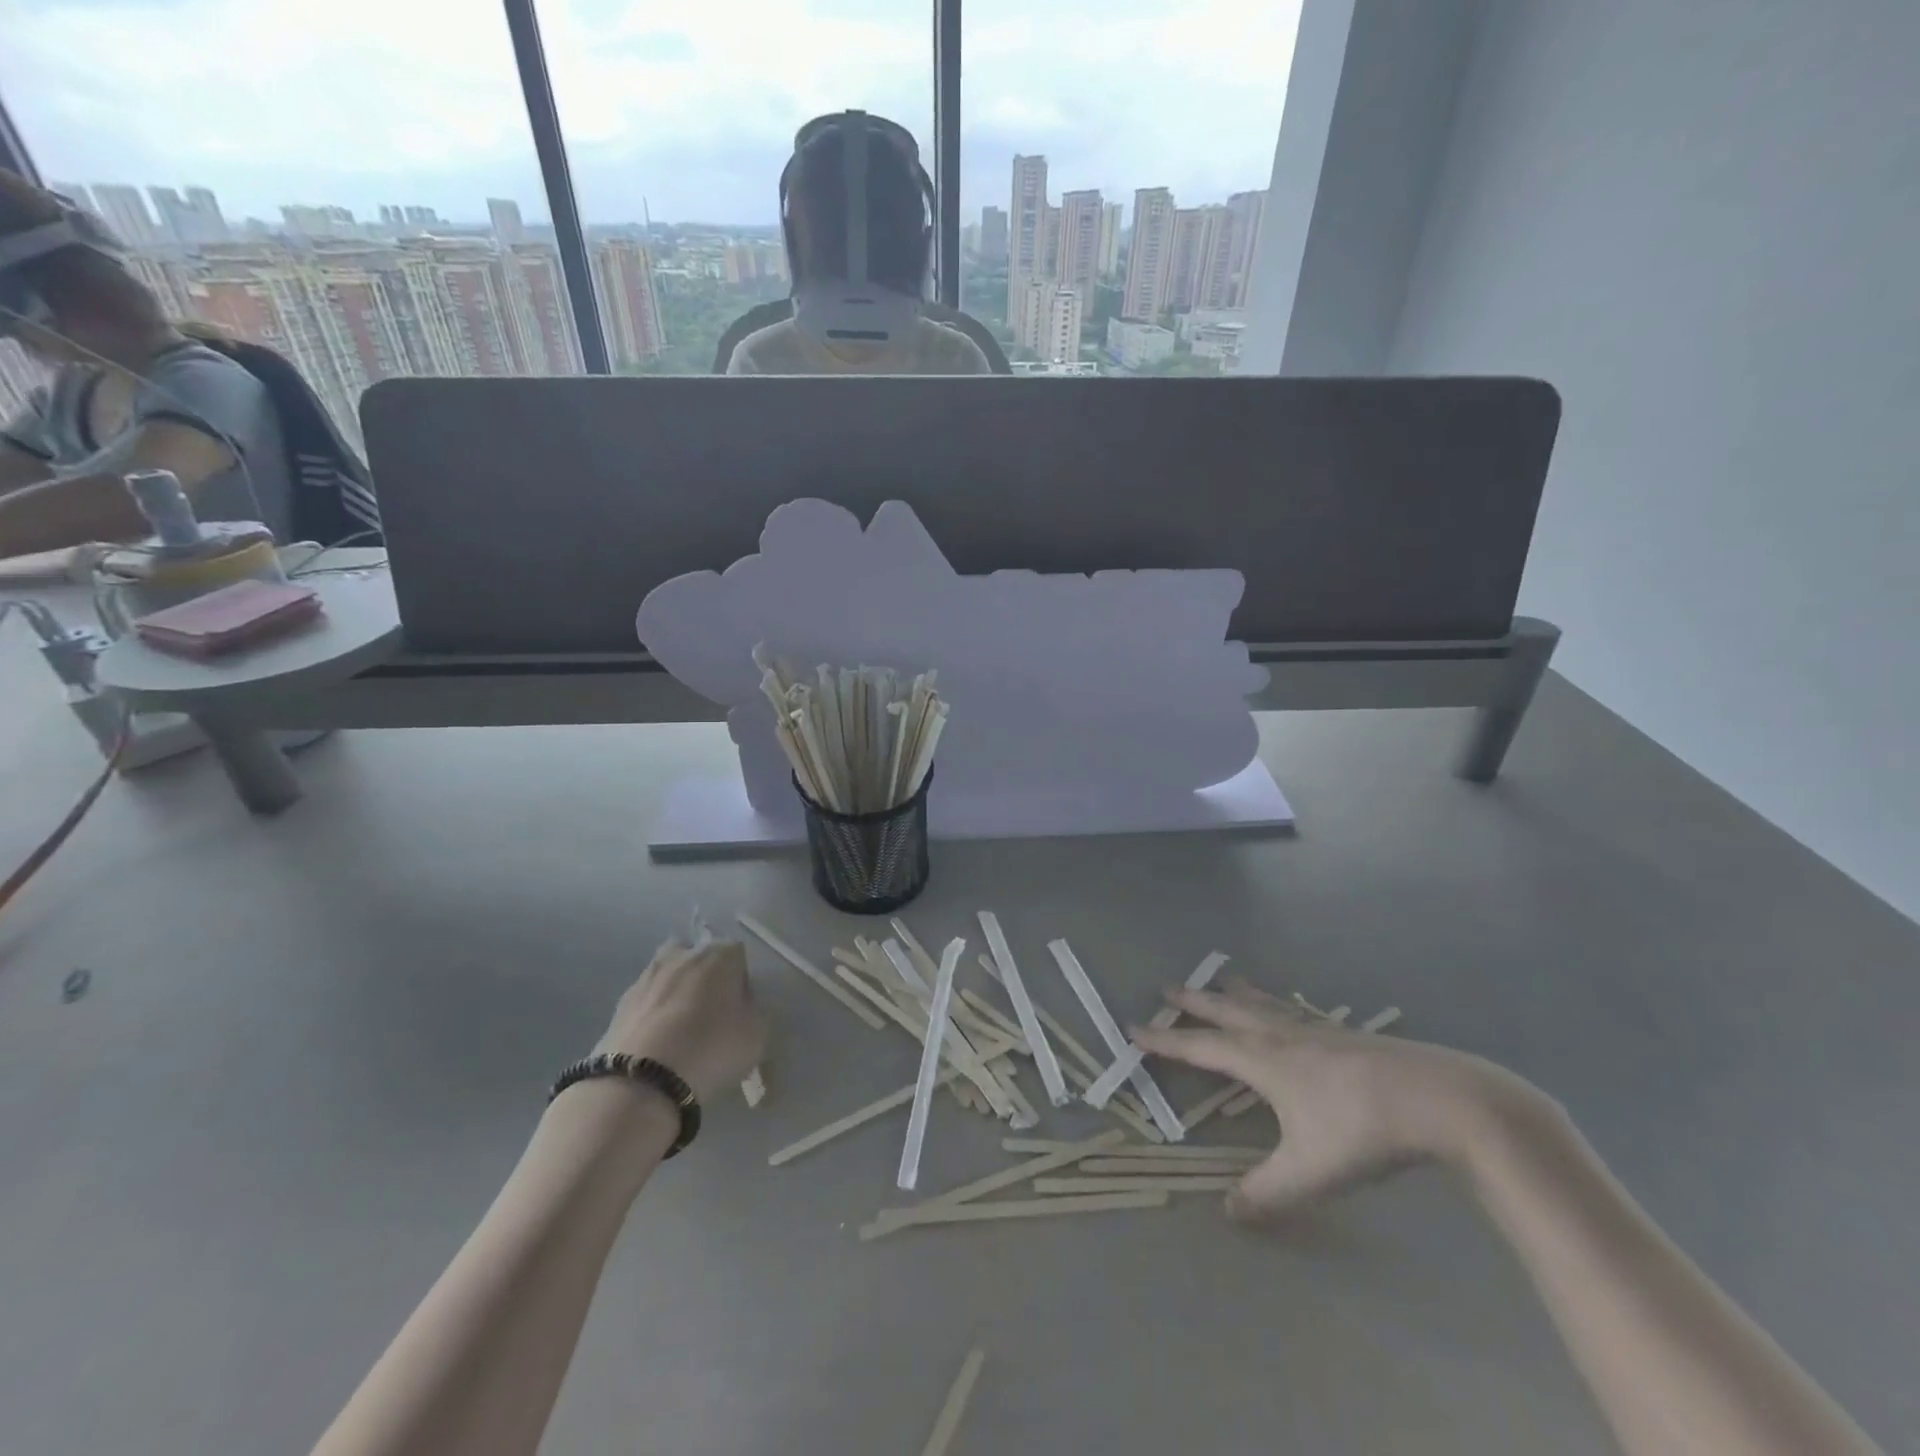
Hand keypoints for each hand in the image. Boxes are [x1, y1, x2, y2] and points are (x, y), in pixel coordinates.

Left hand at [595, 937, 767, 1104]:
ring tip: (681, 1034)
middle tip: (710, 1016)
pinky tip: (658, 1046)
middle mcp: (682, 955)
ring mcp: (646, 977)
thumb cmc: (712, 1049)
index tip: (740, 1009)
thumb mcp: (757, 1032)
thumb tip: (741, 1004)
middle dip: (705, 980)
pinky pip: (647, 1004)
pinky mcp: (619, 1005)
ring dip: (676, 996)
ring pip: (669, 979)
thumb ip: (754, 1008)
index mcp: (719, 954)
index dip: (741, 982)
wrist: (641, 1083)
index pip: (738, 955)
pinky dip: (654, 1017)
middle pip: (700, 960)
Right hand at [1132, 980, 1551, 1220]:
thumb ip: (1267, 1193)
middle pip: (1228, 1012)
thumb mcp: (1311, 1172)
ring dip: (1237, 993)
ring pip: (1265, 1004)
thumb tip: (1228, 1212)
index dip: (1166, 1041)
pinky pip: (1297, 1010)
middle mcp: (1282, 1036)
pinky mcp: (1348, 1033)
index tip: (1134, 1028)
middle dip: (1196, 1002)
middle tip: (1168, 988)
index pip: (1202, 1047)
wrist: (1441, 1098)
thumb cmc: (1364, 1131)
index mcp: (1264, 1062)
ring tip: (1224, 981)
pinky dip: (1279, 1003)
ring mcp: (1318, 1029)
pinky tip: (1292, 1010)